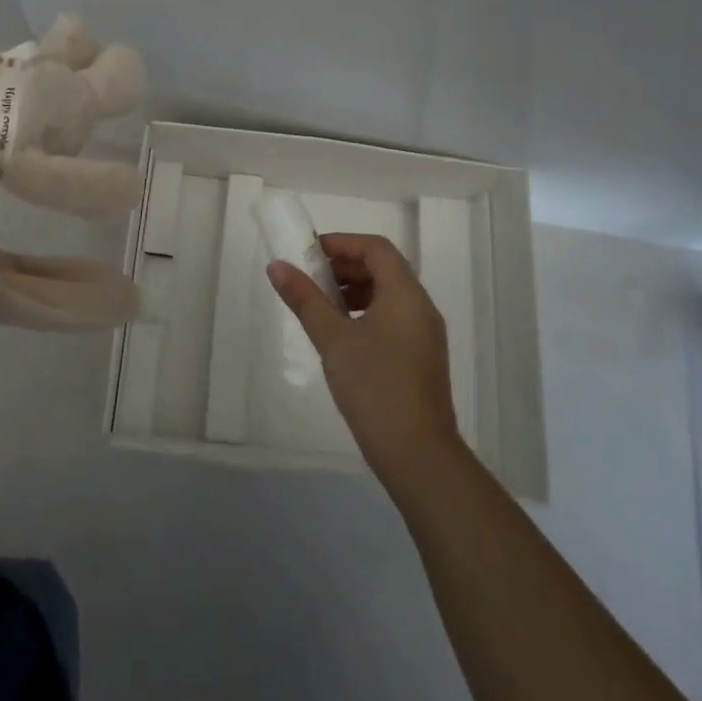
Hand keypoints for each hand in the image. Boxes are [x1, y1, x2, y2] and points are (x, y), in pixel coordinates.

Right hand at [268, 233, 462, 487]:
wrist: (419, 457)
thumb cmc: (375, 388)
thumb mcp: (333, 339)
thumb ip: (305, 299)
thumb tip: (277, 265)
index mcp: (405, 294)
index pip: (376, 248)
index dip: (342, 243)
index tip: (309, 253)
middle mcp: (421, 307)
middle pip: (383, 268)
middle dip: (345, 266)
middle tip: (310, 278)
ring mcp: (425, 335)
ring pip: (388, 295)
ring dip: (354, 291)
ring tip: (321, 308)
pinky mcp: (421, 359)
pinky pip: (393, 318)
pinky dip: (366, 313)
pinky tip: (342, 337)